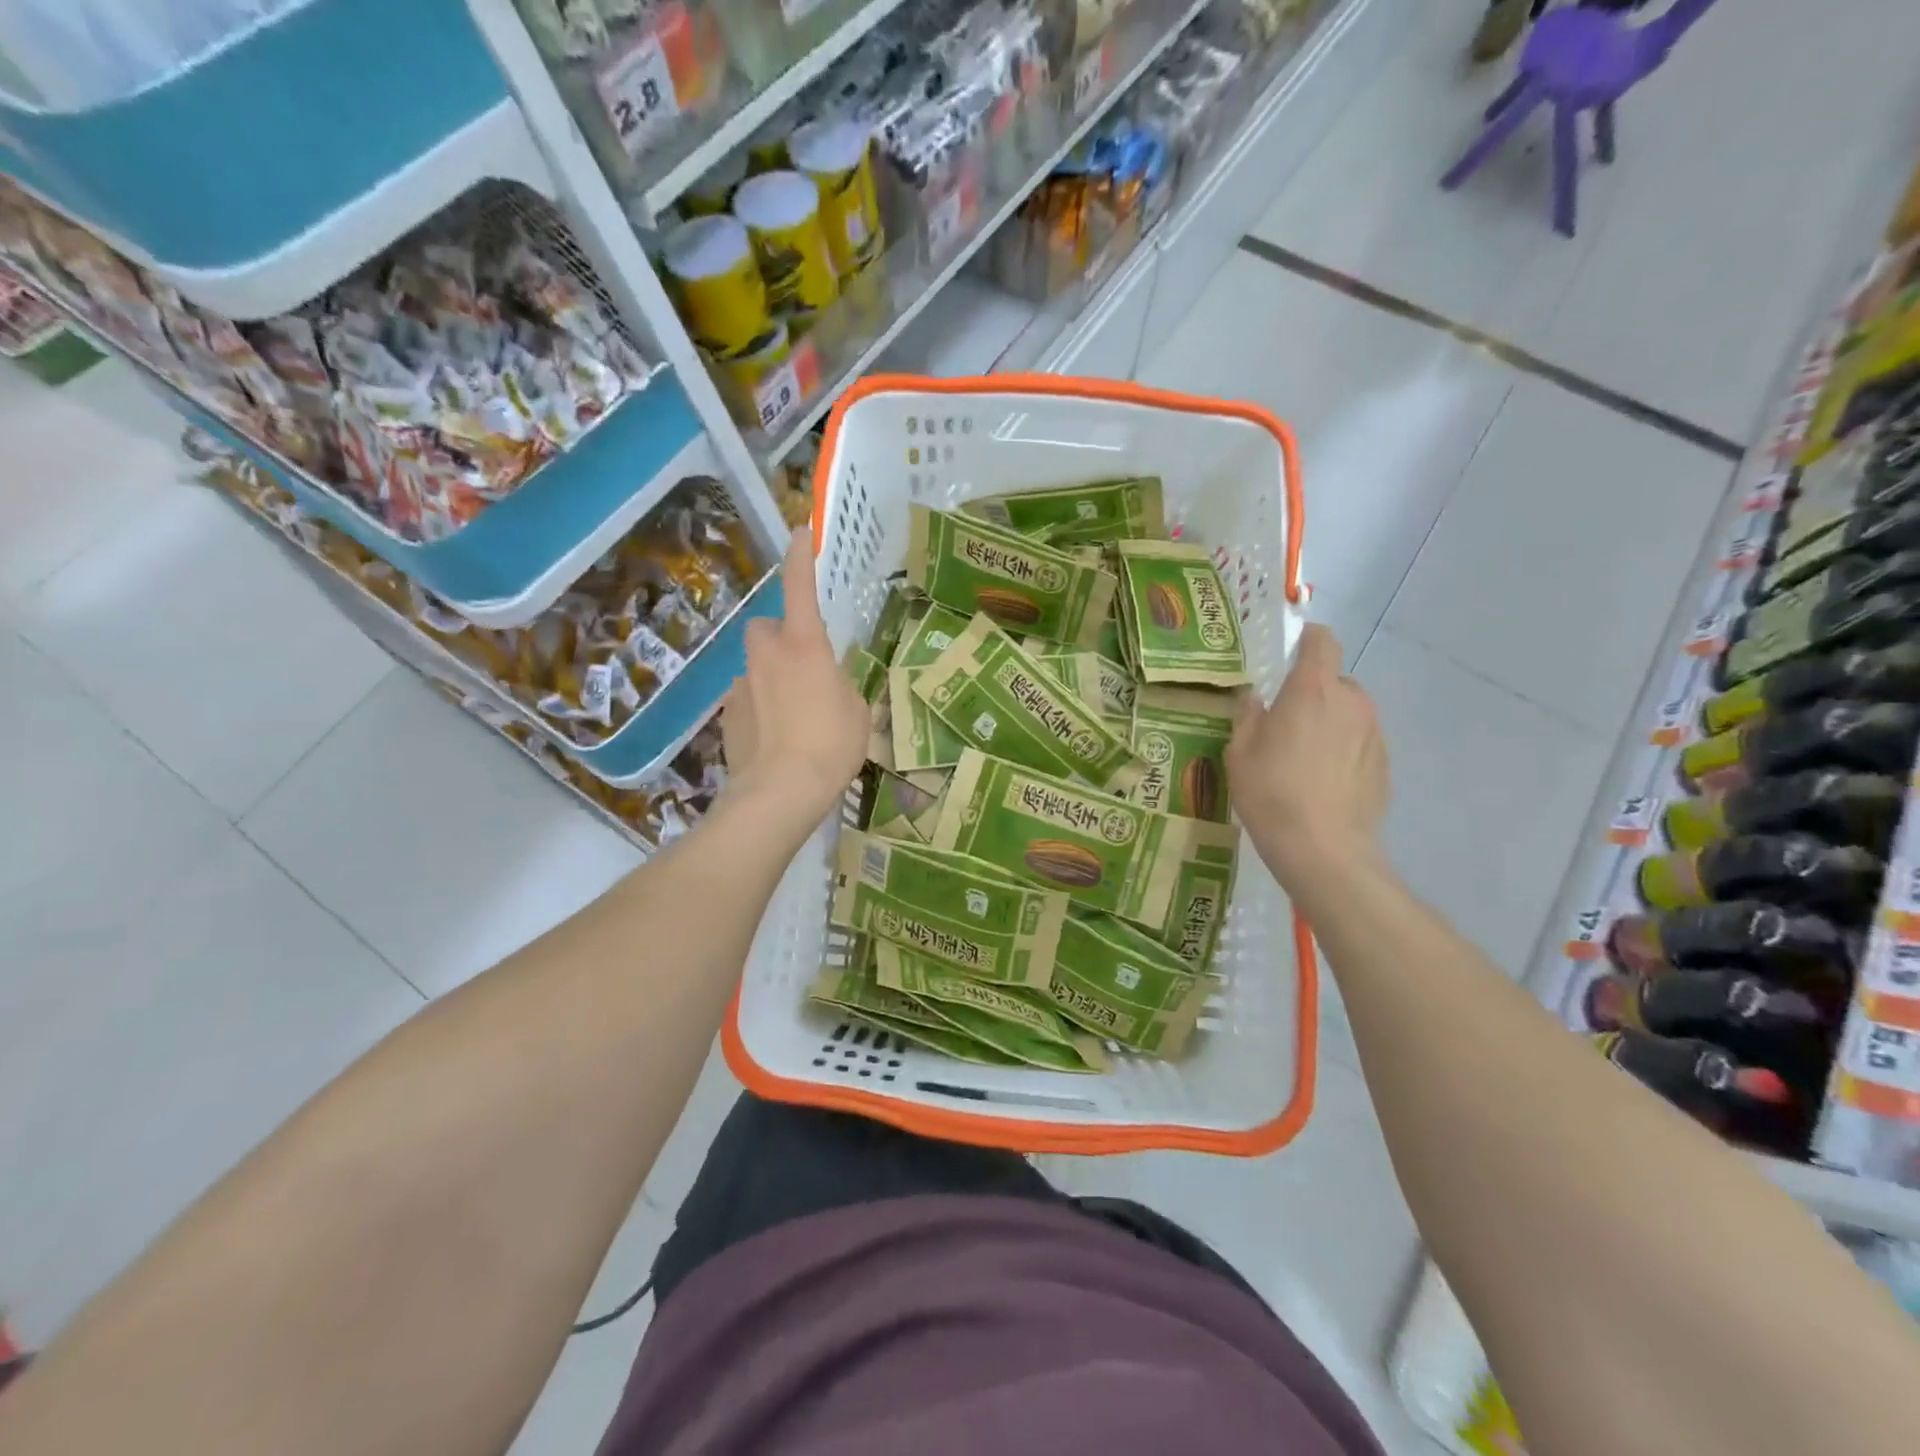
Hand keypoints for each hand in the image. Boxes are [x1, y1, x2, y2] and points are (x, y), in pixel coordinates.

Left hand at [721, 528, 868, 834]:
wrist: (779, 792)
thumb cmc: (831, 746)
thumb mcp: (857, 713)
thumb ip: (842, 688)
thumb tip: (830, 687)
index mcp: (805, 646)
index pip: (799, 588)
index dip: (800, 558)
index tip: (799, 532)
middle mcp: (767, 655)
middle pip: (765, 628)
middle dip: (780, 637)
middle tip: (802, 664)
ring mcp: (741, 684)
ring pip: (755, 666)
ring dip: (771, 678)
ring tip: (793, 716)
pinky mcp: (727, 715)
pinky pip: (746, 699)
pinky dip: (759, 709)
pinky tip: (775, 738)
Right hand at [1226, 624, 1388, 887]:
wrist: (1324, 850)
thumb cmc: (1271, 793)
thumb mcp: (1240, 752)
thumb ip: (1248, 716)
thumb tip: (1255, 698)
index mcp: (1313, 691)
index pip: (1321, 642)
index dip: (1308, 638)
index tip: (1291, 649)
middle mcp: (1351, 702)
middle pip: (1335, 680)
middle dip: (1312, 692)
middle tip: (1285, 722)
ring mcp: (1374, 733)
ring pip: (1349, 712)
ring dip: (1329, 722)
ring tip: (1304, 756)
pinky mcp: (1385, 764)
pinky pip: (1360, 742)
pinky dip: (1343, 750)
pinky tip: (1323, 781)